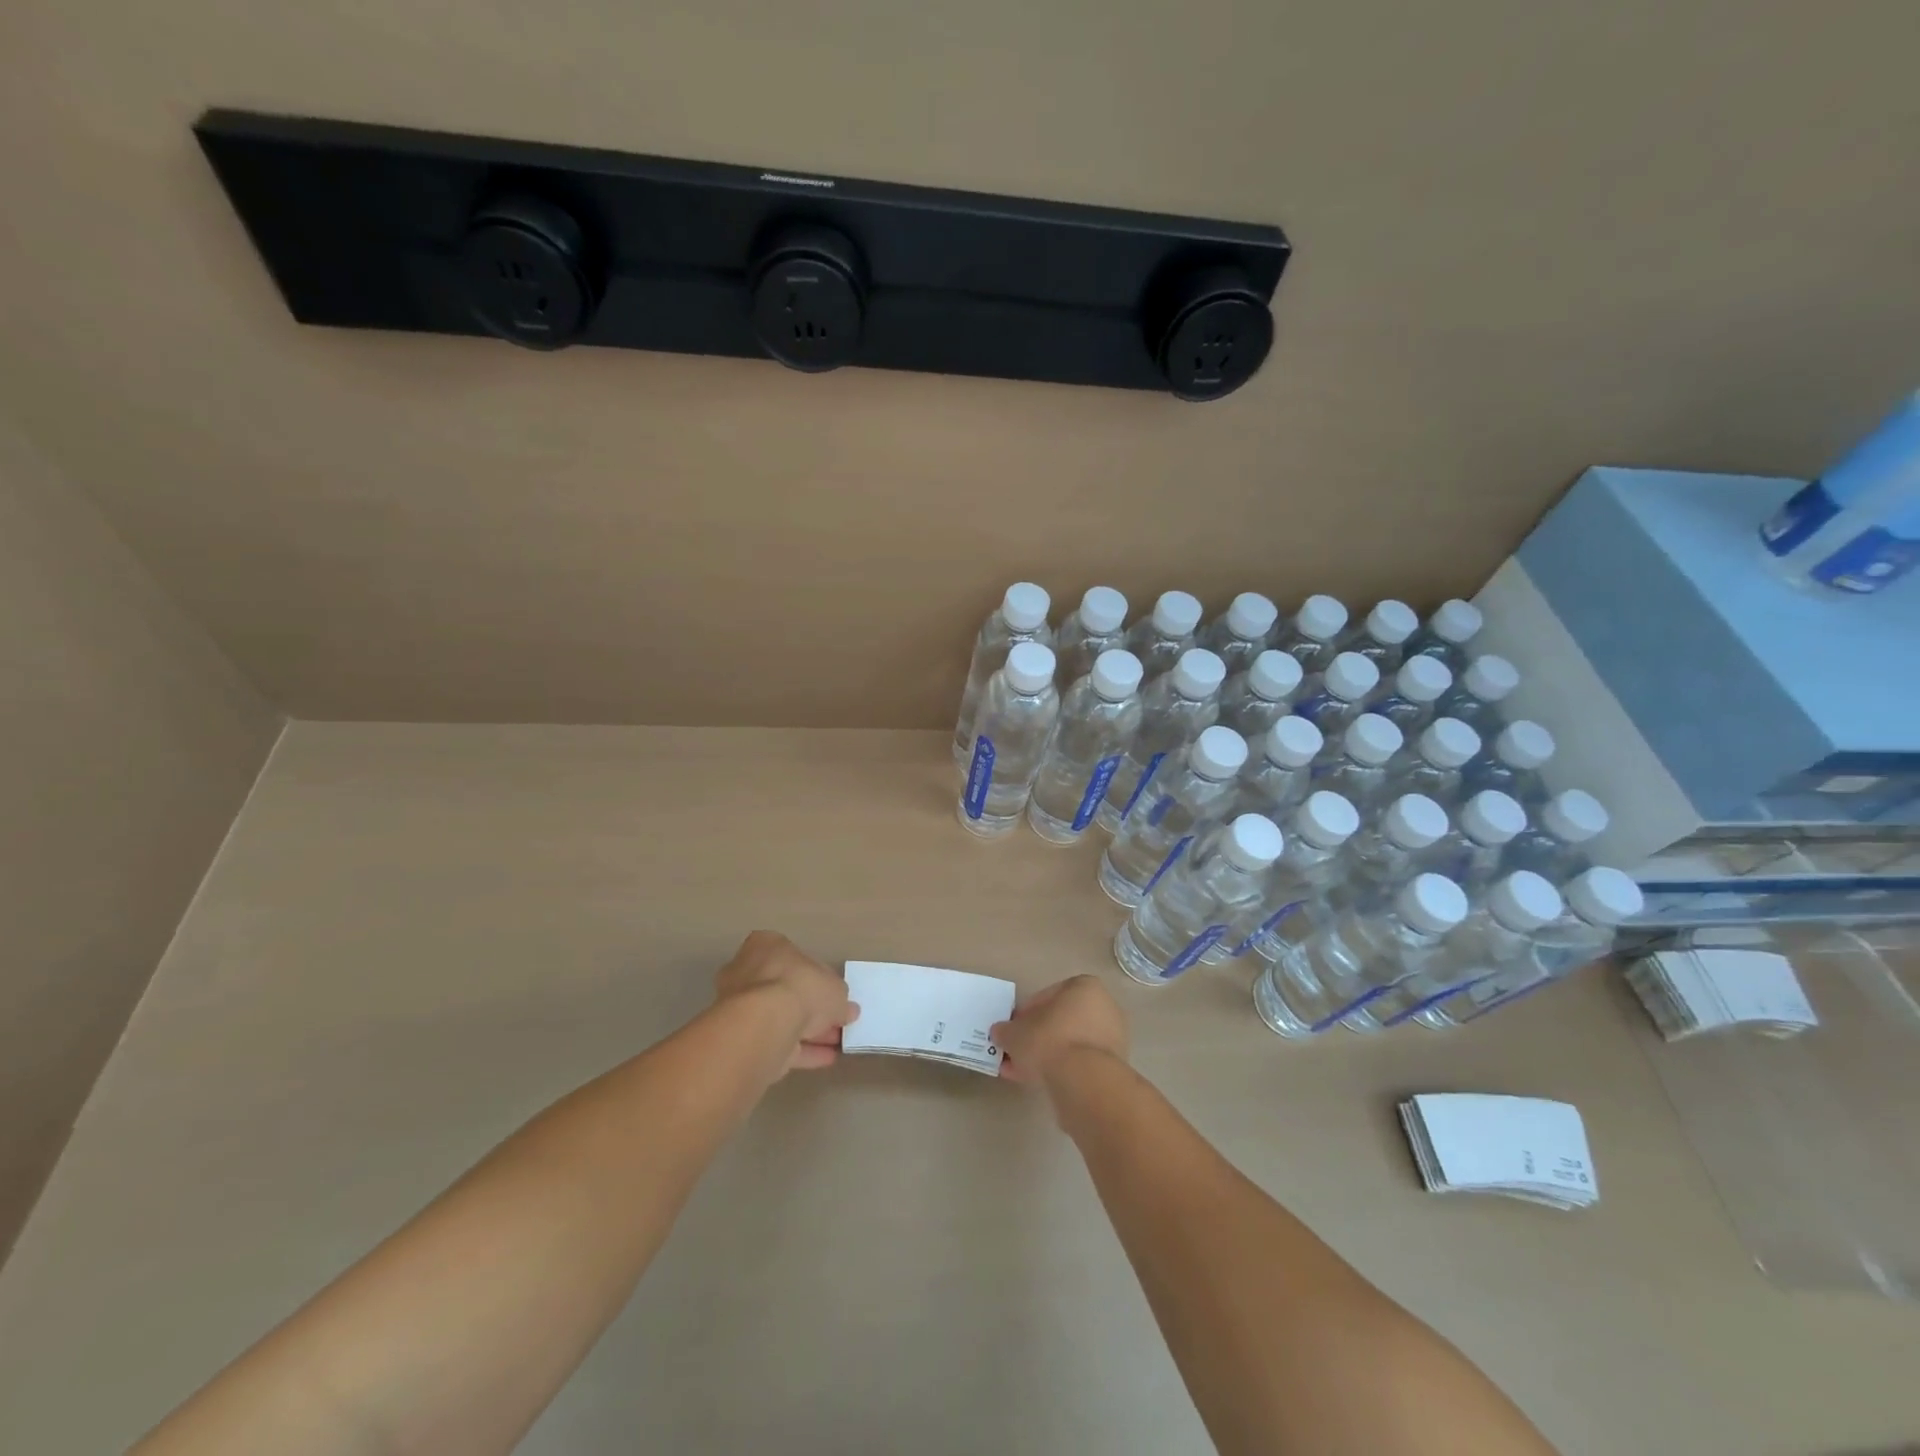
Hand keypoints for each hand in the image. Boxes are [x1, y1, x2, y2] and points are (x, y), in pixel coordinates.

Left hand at [715, 931, 859, 1071]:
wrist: (762, 1025)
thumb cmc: (799, 986)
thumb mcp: (835, 988)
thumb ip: (840, 998)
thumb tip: (847, 1010)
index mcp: (767, 946)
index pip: (795, 959)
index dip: (818, 978)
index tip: (834, 994)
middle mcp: (748, 972)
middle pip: (786, 990)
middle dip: (812, 1008)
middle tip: (838, 1022)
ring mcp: (741, 1007)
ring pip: (781, 1018)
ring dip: (809, 1031)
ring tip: (837, 1043)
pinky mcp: (742, 1039)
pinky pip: (777, 1041)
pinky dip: (801, 1050)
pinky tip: (825, 1058)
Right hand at [991, 975, 1128, 1087]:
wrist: (1085, 1082)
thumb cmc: (1049, 1041)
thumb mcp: (1015, 1033)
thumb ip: (1006, 1031)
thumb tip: (1000, 1033)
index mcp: (1083, 987)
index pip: (1047, 996)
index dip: (1026, 1014)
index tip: (1014, 1030)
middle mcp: (1103, 1006)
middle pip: (1061, 1021)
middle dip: (1038, 1037)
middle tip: (1018, 1052)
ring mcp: (1112, 1037)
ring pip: (1071, 1044)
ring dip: (1048, 1055)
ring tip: (1023, 1072)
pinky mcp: (1114, 1065)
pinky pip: (1081, 1063)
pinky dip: (1062, 1070)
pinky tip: (1041, 1082)